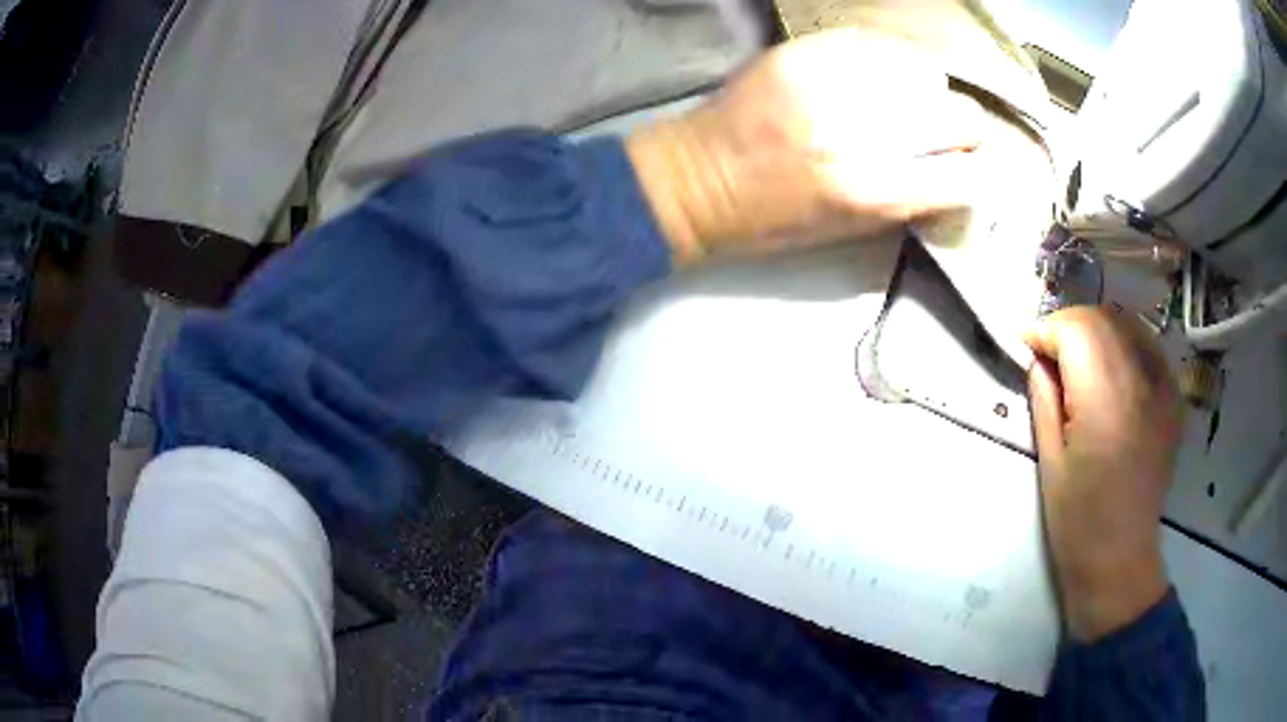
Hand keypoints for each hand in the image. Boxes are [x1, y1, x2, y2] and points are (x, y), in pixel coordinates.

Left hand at [626, 29, 982, 264]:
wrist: (693, 179)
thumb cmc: (769, 221)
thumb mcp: (847, 233)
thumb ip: (910, 201)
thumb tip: (960, 176)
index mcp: (871, 190)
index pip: (967, 176)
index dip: (975, 175)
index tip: (966, 172)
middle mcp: (861, 130)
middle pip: (961, 115)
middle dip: (964, 130)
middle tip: (945, 135)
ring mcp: (831, 81)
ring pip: (926, 71)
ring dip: (927, 91)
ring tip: (905, 103)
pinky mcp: (803, 51)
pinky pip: (879, 43)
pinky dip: (891, 61)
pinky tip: (878, 76)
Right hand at [1023, 308, 1182, 641]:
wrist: (1121, 557)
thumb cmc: (1077, 520)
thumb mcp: (1049, 460)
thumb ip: (1044, 397)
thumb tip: (1038, 358)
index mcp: (1105, 402)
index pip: (1075, 329)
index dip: (1045, 329)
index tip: (1024, 344)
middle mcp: (1140, 382)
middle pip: (1102, 318)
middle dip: (1068, 325)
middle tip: (1047, 352)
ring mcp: (1163, 388)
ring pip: (1126, 324)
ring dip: (1095, 330)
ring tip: (1076, 357)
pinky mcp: (1172, 398)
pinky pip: (1148, 346)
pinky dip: (1124, 342)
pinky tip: (1111, 364)